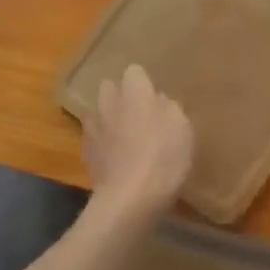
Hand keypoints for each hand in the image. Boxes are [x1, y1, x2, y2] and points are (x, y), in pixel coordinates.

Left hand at [82, 65, 194, 219]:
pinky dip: (104, 143)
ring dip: (109, 118)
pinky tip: (117, 159)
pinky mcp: (86, 153)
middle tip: (140, 113)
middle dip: (121, 95)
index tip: (155, 96)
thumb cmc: (163, 156)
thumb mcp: (182, 128)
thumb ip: (169, 108)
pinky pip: (95, 138)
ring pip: (99, 112)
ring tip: (126, 137)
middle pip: (109, 87)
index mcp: (134, 92)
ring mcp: (94, 128)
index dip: (144, 82)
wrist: (130, 198)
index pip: (134, 71)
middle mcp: (109, 103)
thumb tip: (158, 101)